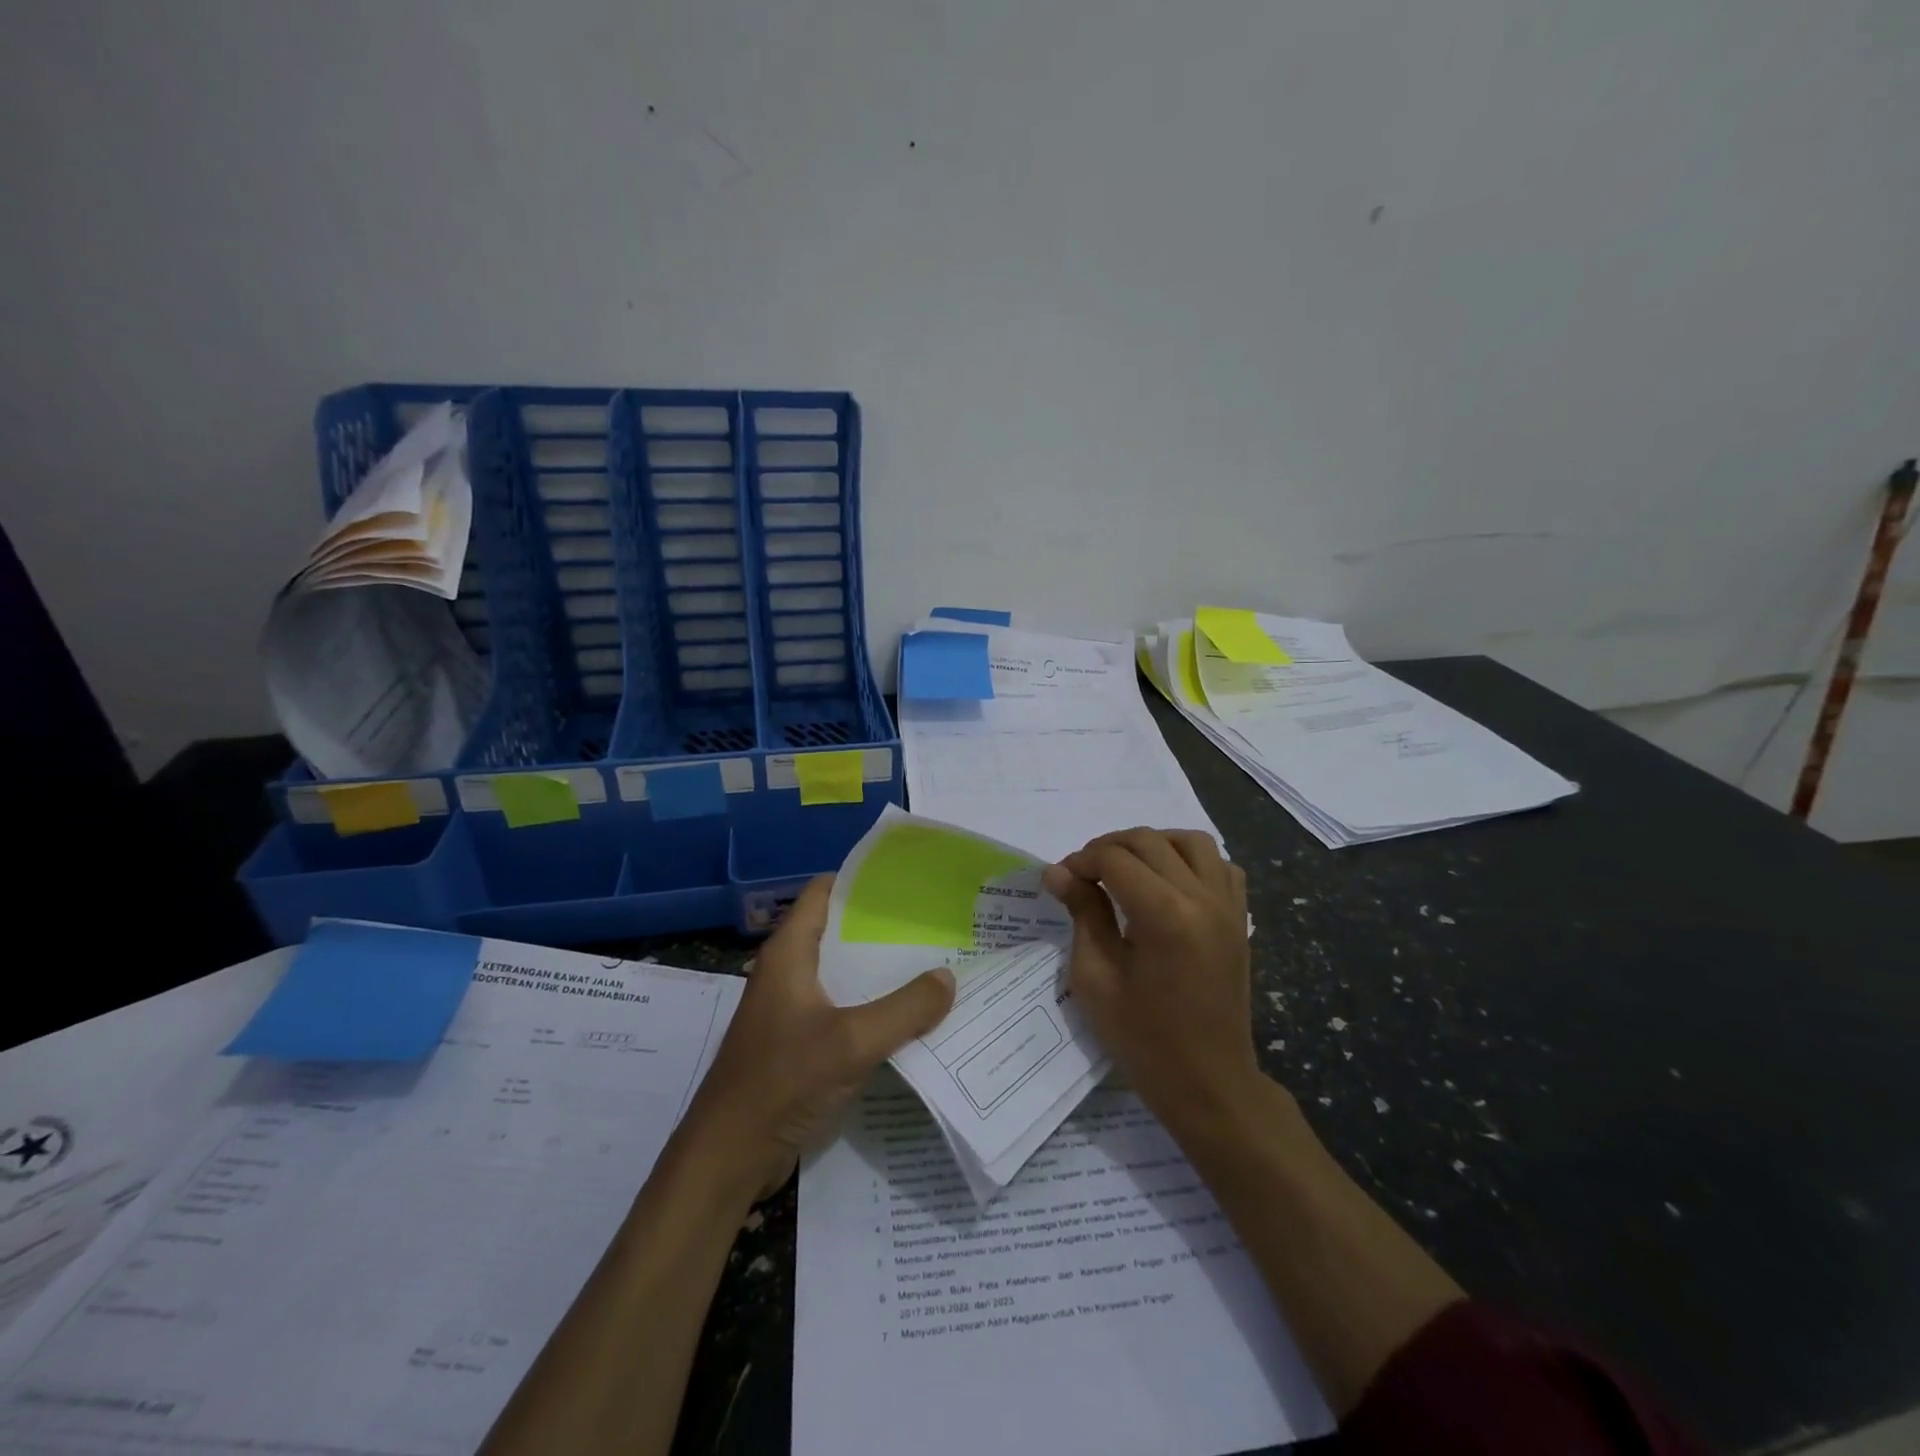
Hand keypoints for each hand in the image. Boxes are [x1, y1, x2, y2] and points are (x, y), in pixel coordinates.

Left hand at [676, 876, 954, 1201]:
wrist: (728, 1157)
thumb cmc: (781, 1082)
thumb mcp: (852, 1042)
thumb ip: (904, 1008)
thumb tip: (948, 977)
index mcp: (789, 953)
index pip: (823, 892)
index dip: (862, 881)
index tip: (908, 884)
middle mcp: (788, 971)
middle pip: (838, 932)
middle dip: (883, 928)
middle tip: (933, 927)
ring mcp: (791, 1008)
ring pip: (842, 974)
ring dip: (880, 971)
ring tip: (932, 966)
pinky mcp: (797, 1042)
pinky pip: (841, 1009)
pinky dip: (871, 1006)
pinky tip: (908, 1017)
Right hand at [1042, 828, 1255, 1136]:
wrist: (1210, 1084)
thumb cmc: (1143, 1040)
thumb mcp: (1096, 979)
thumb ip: (1082, 914)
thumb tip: (1058, 872)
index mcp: (1164, 915)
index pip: (1115, 859)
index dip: (1081, 861)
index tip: (1061, 880)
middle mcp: (1202, 898)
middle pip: (1150, 841)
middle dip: (1109, 847)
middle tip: (1083, 874)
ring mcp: (1228, 906)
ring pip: (1191, 841)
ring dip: (1153, 843)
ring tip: (1127, 868)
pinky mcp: (1240, 919)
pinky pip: (1221, 866)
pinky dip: (1191, 860)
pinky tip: (1169, 882)